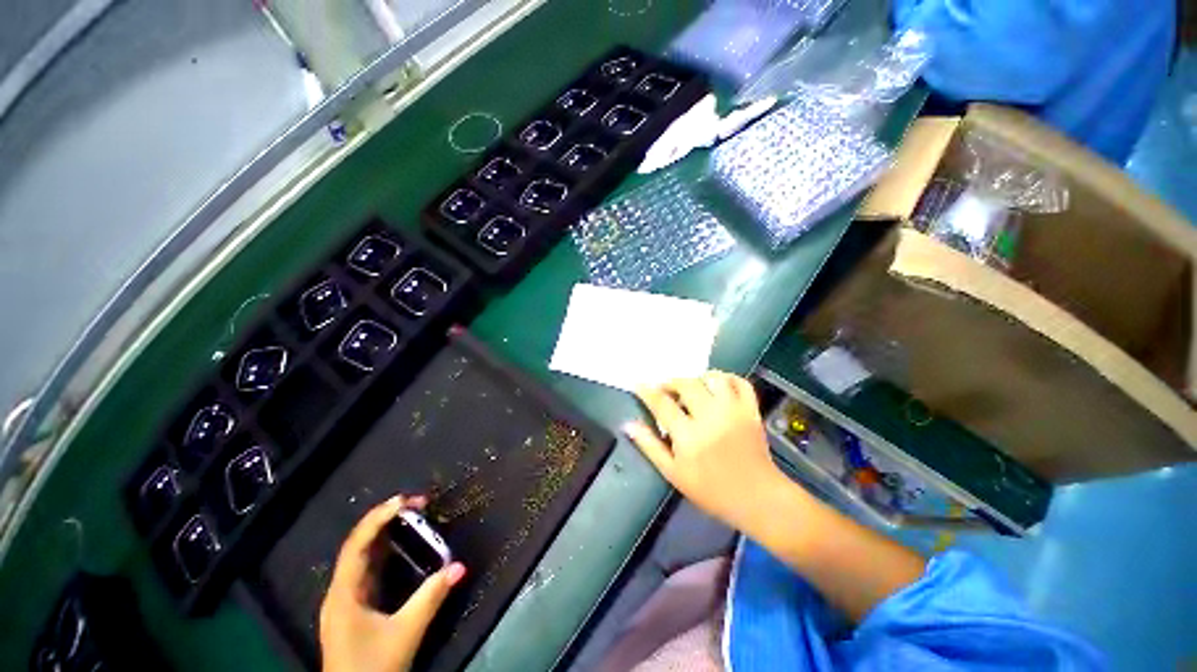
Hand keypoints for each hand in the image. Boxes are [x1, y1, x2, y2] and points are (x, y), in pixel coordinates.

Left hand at [320, 495, 465, 671]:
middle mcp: (340, 592)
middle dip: (385, 520)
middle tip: (415, 504)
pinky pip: (369, 571)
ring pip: (363, 558)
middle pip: (358, 546)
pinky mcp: (355, 609)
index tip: (406, 500)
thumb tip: (460, 566)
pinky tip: (402, 547)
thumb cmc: (373, 667)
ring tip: (411, 516)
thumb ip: (431, 598)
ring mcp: (346, 601)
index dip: (379, 518)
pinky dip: (385, 553)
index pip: (357, 544)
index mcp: (344, 594)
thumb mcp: (405, 633)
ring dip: (385, 535)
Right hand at [625, 372, 790, 535]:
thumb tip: (628, 424)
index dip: (647, 391)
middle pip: (687, 384)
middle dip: (671, 382)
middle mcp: (711, 417)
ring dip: (699, 378)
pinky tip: (718, 386)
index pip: (662, 403)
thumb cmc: (711, 490)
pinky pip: (740, 382)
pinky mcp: (751, 410)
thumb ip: (650, 446)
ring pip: (714, 378)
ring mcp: (734, 411)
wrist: (757, 499)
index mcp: (689, 436)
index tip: (639, 384)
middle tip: (665, 389)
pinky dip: (728, 379)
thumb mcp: (673, 473)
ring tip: (692, 388)